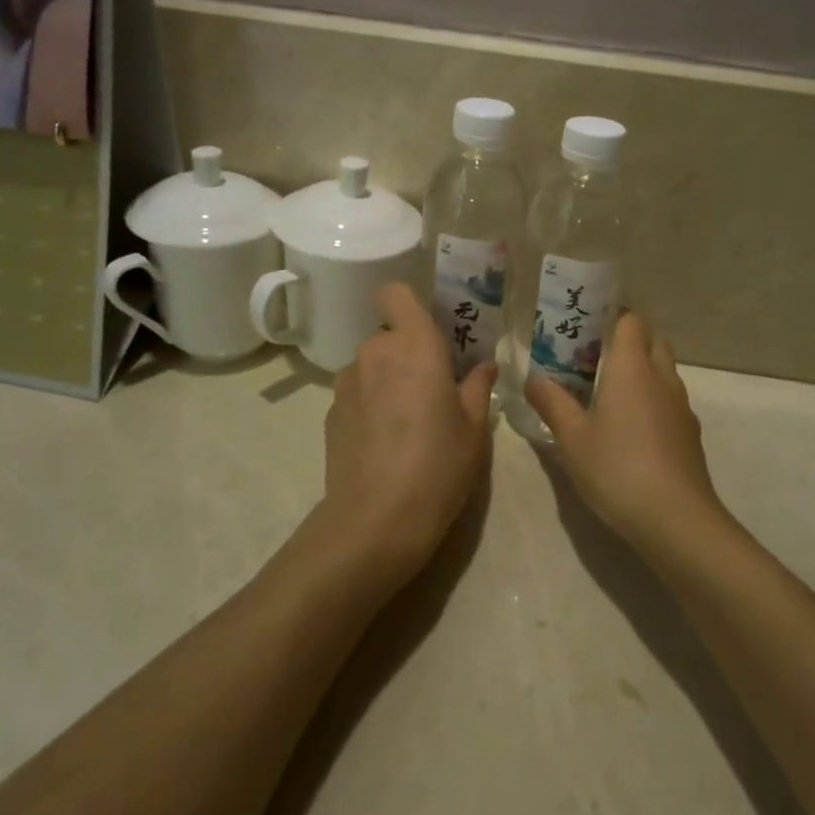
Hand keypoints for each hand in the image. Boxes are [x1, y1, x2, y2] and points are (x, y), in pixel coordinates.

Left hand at [320, 283, 497, 589]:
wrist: (375, 521)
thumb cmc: (438, 464)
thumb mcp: (474, 427)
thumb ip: (477, 386)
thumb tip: (484, 364)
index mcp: (413, 344)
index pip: (395, 293)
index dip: (409, 303)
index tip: (431, 328)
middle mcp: (374, 352)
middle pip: (389, 333)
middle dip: (408, 352)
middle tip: (433, 387)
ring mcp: (346, 383)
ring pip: (371, 365)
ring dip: (388, 379)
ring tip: (408, 420)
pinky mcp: (329, 413)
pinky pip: (357, 393)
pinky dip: (370, 404)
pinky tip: (385, 442)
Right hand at [527, 313, 723, 559]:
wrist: (676, 519)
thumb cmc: (617, 468)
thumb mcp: (572, 438)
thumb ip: (552, 403)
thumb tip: (533, 378)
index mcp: (632, 367)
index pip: (631, 321)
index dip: (613, 317)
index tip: (587, 328)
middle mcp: (661, 377)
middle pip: (652, 342)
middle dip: (628, 343)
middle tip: (594, 361)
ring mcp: (681, 406)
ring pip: (664, 373)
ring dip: (642, 374)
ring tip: (609, 397)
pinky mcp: (690, 435)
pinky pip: (670, 403)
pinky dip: (653, 403)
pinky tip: (631, 432)